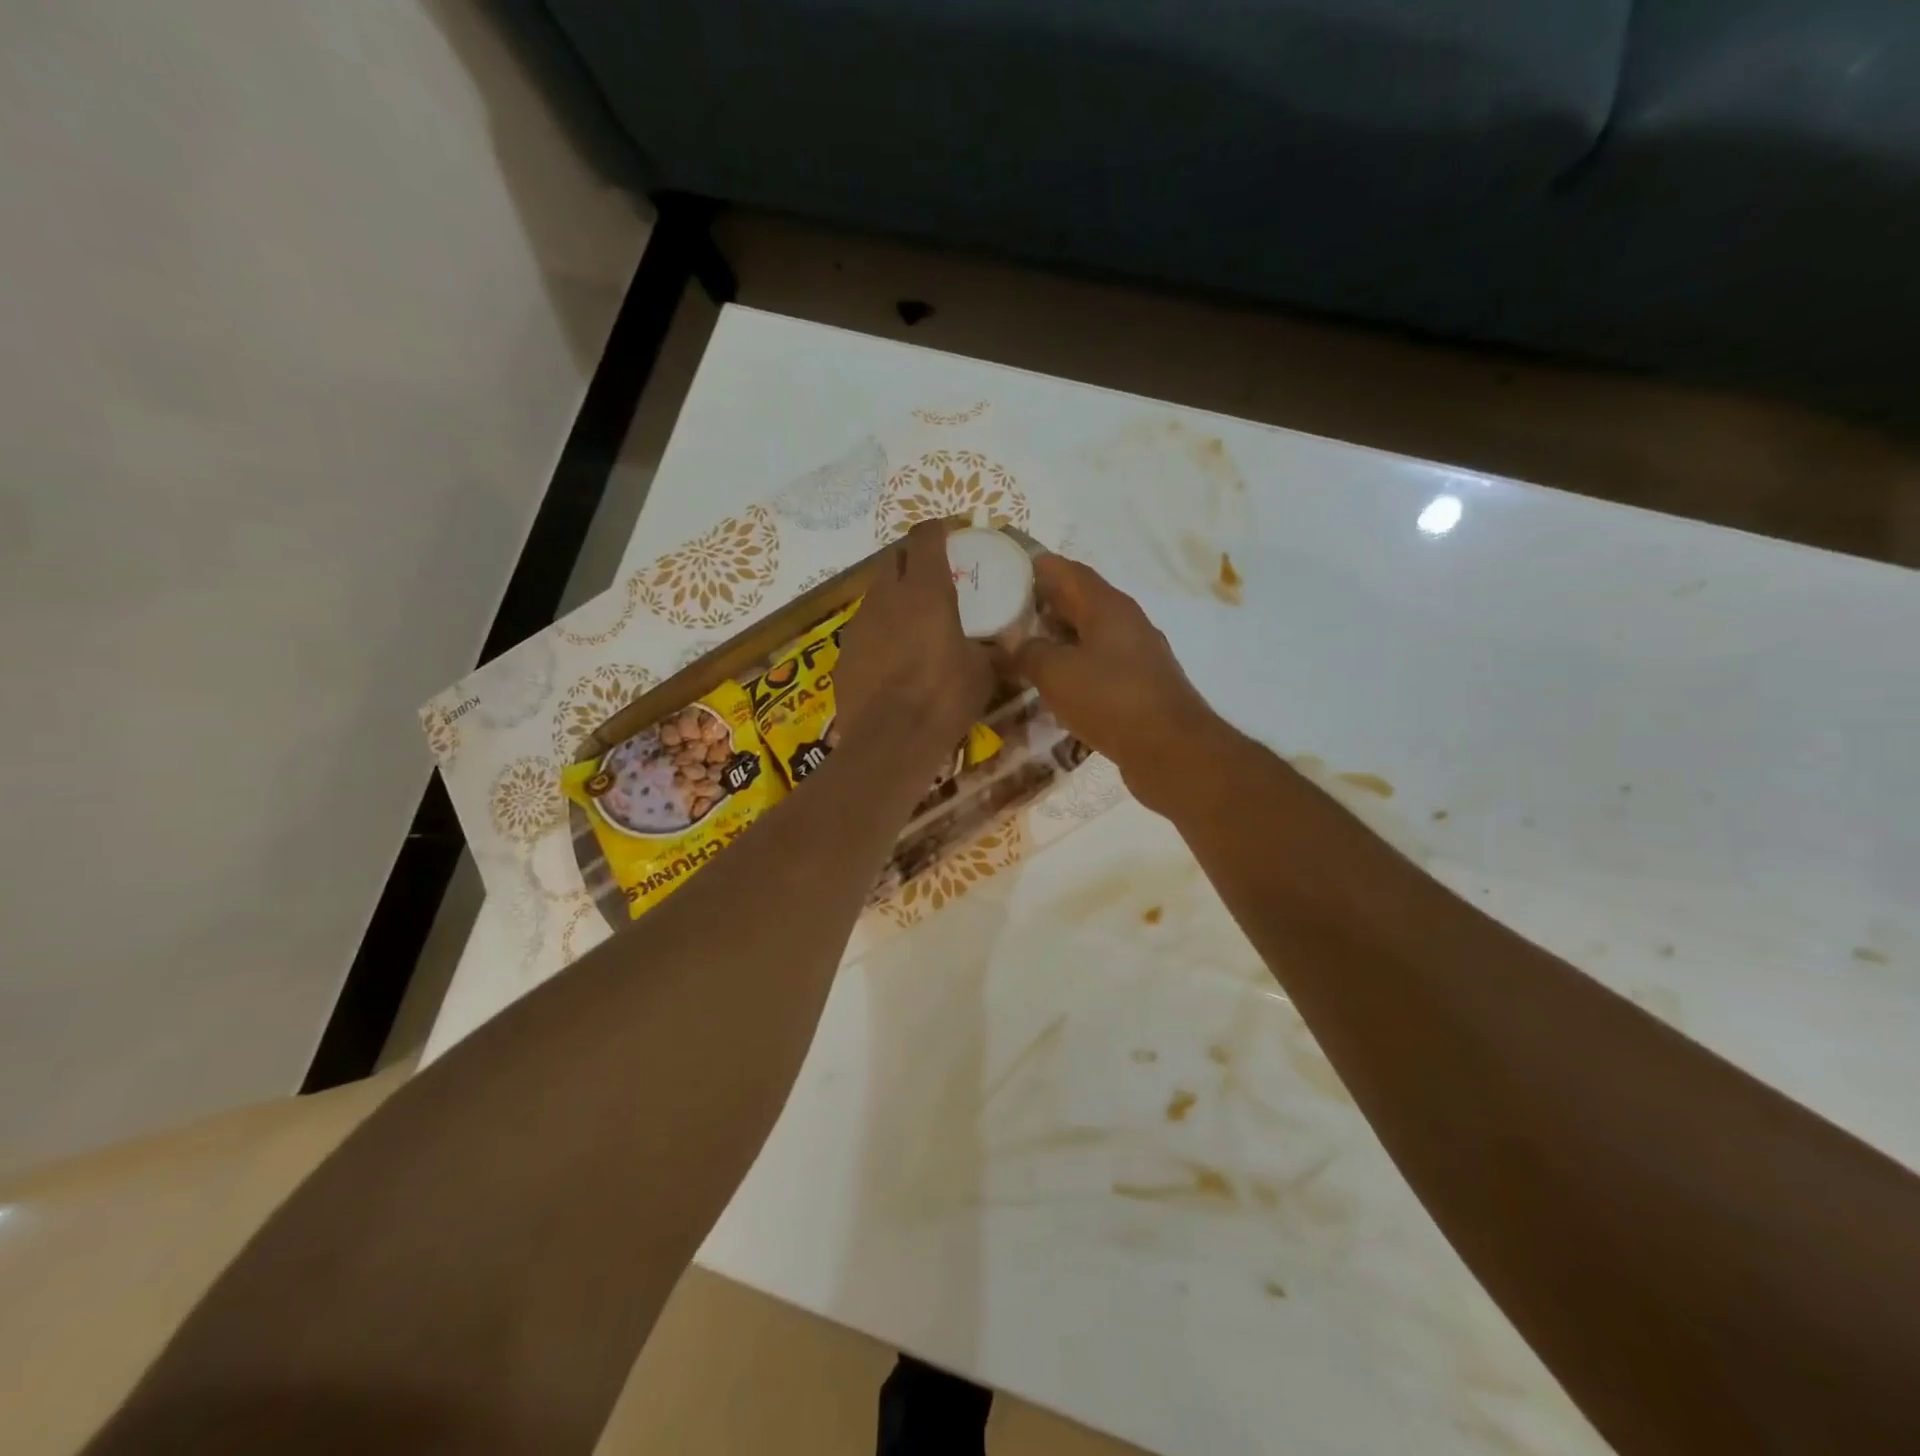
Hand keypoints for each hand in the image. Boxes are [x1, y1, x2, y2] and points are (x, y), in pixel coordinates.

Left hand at [835, 522, 995, 761]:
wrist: (889, 740)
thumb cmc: (944, 697)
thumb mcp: (983, 672)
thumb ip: (990, 650)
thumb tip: (1003, 648)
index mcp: (925, 590)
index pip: (926, 537)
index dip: (938, 532)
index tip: (950, 539)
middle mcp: (886, 596)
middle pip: (893, 560)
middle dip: (912, 563)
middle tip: (933, 584)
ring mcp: (859, 624)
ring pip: (876, 596)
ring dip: (894, 601)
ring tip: (914, 628)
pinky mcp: (843, 653)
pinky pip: (864, 632)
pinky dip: (879, 636)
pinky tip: (893, 662)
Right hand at [1012, 555, 1218, 810]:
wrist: (1170, 750)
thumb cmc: (1110, 700)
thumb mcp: (1055, 672)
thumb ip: (1028, 652)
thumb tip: (1014, 645)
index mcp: (1107, 606)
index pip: (1066, 570)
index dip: (1034, 567)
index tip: (1002, 571)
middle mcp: (1126, 622)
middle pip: (1078, 601)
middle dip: (1041, 605)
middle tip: (1002, 614)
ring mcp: (1137, 655)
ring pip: (1089, 635)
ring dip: (1057, 639)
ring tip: (1021, 650)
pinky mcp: (1139, 686)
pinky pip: (1099, 665)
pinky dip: (1073, 668)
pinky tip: (1053, 686)